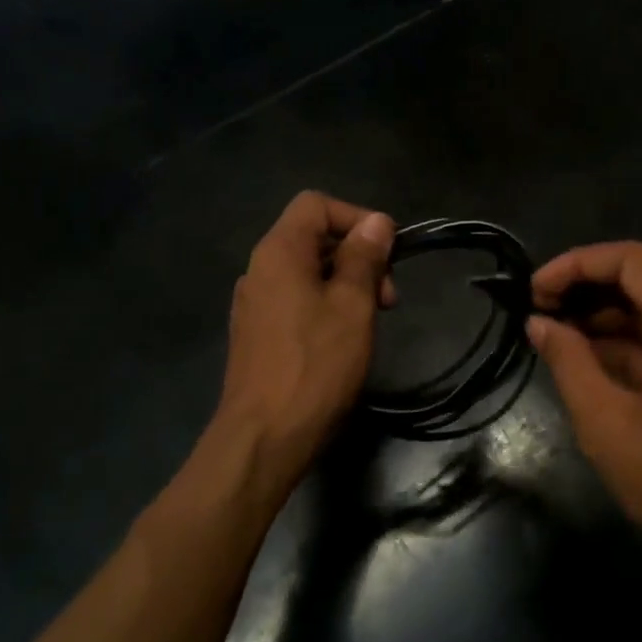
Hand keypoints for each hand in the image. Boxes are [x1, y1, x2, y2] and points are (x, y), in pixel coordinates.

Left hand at [216, 192, 395, 487]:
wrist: (264, 437)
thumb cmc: (315, 366)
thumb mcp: (352, 306)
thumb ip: (364, 258)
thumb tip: (376, 221)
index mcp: (279, 252)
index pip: (316, 204)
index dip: (356, 218)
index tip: (388, 254)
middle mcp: (259, 269)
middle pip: (313, 237)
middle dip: (357, 257)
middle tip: (388, 299)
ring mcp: (254, 303)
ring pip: (307, 272)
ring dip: (345, 284)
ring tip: (371, 321)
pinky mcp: (256, 333)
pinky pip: (294, 300)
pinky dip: (324, 306)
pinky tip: (343, 340)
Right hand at [527, 242, 641, 583]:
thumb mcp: (607, 422)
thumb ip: (569, 361)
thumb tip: (538, 323)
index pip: (632, 261)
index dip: (576, 265)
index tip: (534, 292)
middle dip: (588, 293)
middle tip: (538, 315)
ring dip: (607, 322)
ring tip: (555, 339)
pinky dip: (632, 347)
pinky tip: (591, 363)